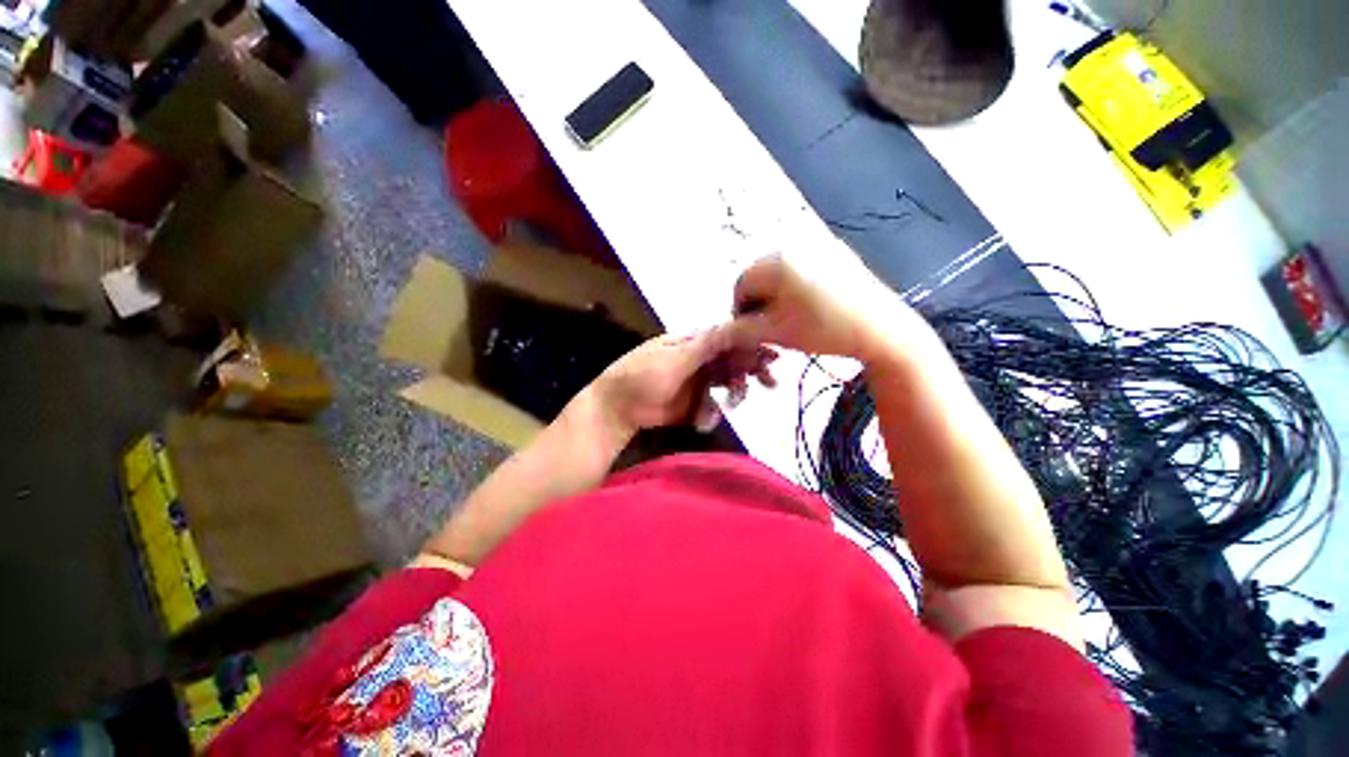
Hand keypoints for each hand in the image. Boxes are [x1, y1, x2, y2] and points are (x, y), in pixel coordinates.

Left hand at [586, 330, 776, 437]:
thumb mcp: (675, 358)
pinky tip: (704, 420)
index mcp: (694, 341)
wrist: (618, 409)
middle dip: (753, 370)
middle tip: (770, 382)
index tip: (772, 356)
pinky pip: (715, 404)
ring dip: (736, 393)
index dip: (752, 345)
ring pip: (728, 383)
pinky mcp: (695, 402)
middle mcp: (700, 358)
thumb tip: (737, 323)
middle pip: (735, 360)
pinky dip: (713, 412)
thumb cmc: (642, 375)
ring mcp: (698, 380)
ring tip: (731, 403)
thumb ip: (707, 344)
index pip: (730, 337)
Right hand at [727, 254, 926, 360]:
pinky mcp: (838, 252)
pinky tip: (811, 305)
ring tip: (791, 317)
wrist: (882, 330)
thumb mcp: (775, 333)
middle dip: (759, 302)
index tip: (752, 332)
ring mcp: (820, 245)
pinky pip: (803, 267)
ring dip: (777, 294)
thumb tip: (718, 332)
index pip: (741, 284)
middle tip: (771, 326)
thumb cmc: (822, 330)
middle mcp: (795, 244)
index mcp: (777, 261)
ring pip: (781, 272)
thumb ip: (740, 331)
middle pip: (760, 275)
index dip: (741, 311)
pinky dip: (797, 286)